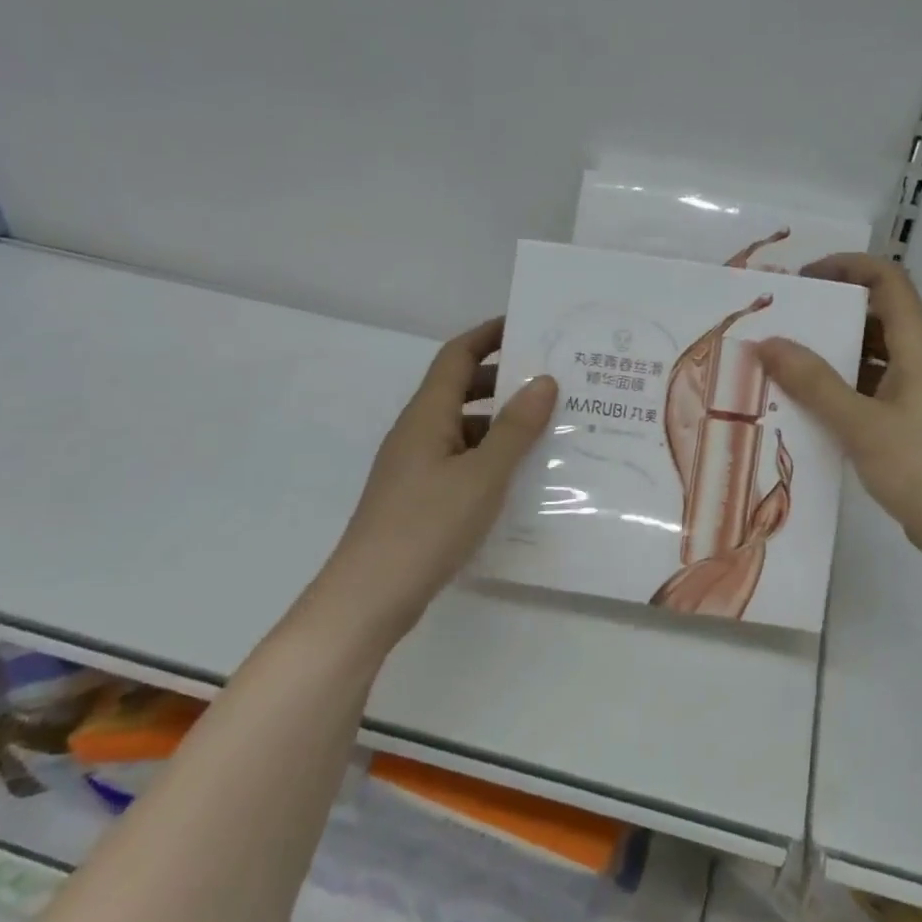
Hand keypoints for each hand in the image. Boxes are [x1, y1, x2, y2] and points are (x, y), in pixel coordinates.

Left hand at [310, 318, 556, 646]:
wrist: (370, 596)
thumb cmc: (427, 526)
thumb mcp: (483, 475)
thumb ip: (516, 428)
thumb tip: (545, 380)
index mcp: (427, 415)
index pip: (457, 355)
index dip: (490, 335)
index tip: (528, 325)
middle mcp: (417, 431)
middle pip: (460, 387)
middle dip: (503, 378)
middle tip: (551, 380)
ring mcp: (415, 465)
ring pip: (462, 426)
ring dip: (500, 420)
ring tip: (547, 427)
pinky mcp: (419, 495)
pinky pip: (460, 458)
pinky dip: (489, 454)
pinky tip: (519, 474)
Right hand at [756, 254, 921, 572]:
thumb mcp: (861, 424)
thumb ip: (814, 383)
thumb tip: (768, 342)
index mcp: (918, 348)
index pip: (888, 282)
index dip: (849, 267)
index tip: (805, 279)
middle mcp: (921, 362)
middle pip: (877, 317)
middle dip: (831, 313)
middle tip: (783, 324)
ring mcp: (919, 396)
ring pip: (872, 358)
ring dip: (832, 356)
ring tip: (784, 365)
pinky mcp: (912, 426)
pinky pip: (871, 391)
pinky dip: (841, 390)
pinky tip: (808, 408)